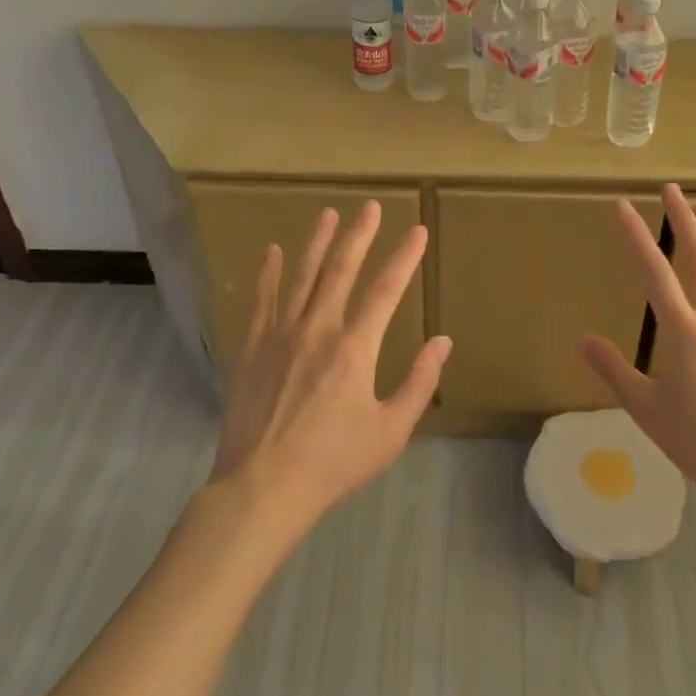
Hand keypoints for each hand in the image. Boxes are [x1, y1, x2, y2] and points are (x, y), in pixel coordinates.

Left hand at [211, 202, 450, 532]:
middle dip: (360, 236)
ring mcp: (281, 335)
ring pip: (302, 277)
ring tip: (328, 213)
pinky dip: (269, 274)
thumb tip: (442, 342)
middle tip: (370, 207)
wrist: (263, 488)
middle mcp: (319, 329)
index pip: (387, 290)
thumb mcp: (390, 432)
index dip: (404, 258)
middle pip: (341, 271)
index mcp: (355, 348)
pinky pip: (263, 301)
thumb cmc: (334, 462)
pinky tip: (273, 251)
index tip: (418, 232)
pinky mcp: (253, 348)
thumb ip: (418, 383)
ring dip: (317, 243)